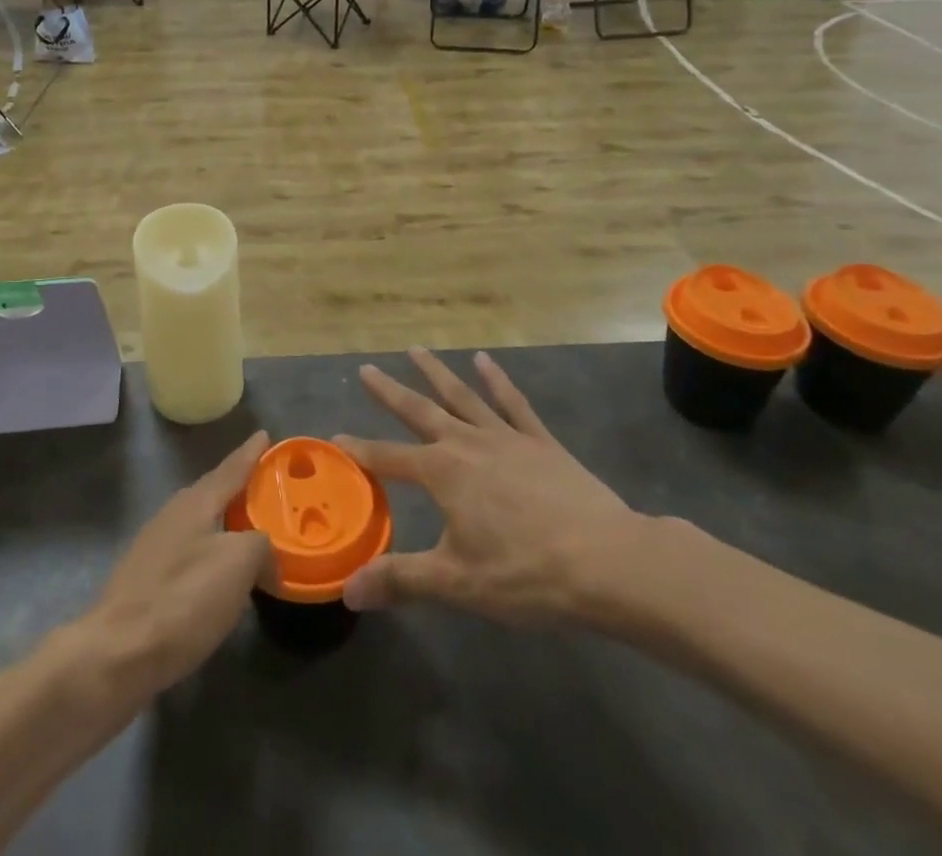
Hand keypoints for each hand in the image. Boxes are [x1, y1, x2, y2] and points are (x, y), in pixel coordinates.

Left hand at [76, 432, 273, 696]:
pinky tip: (219, 574)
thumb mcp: (237, 564)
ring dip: (224, 523)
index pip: (231, 469)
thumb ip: (261, 546)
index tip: (265, 434)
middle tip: (265, 485)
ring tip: (249, 530)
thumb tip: (266, 553)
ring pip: (200, 524)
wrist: (116, 655)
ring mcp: (154, 548)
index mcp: (195, 502)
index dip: (251, 453)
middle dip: (238, 487)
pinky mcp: (145, 581)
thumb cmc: (182, 599)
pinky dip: (210, 554)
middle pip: (212, 493)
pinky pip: (189, 553)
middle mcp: (172, 515)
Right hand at [338, 349, 657, 631]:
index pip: (388, 458)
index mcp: (442, 472)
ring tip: (416, 350)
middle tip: (366, 369)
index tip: (334, 439)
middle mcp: (467, 443)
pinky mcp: (541, 441)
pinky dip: (497, 380)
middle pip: (420, 412)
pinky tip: (485, 361)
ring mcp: (506, 437)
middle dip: (390, 392)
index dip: (359, 450)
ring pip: (462, 396)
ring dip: (437, 373)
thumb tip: (347, 590)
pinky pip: (513, 403)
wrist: (607, 561)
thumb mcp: (456, 581)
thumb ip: (400, 580)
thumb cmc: (526, 572)